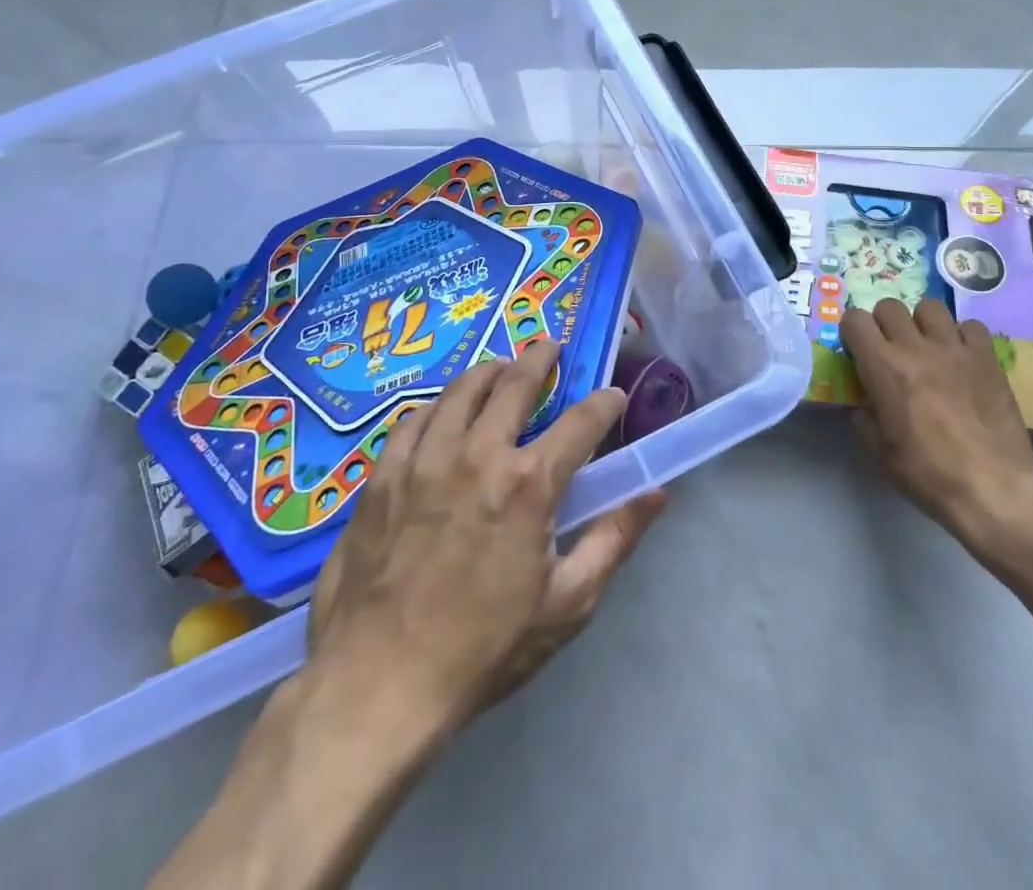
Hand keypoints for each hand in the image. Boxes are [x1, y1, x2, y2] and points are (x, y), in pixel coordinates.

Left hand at [306, 341, 666, 735]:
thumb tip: (655, 493)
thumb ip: (614, 539)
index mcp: (529, 484)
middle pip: (514, 383)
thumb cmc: (482, 649)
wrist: (377, 685)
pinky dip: (435, 405)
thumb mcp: (566, 605)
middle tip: (550, 346)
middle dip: (540, 358)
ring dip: (488, 370)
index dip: (604, 402)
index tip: (613, 395)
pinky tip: (440, 409)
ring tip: (499, 366)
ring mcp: (425, 459)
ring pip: (460, 390)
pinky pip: (412, 419)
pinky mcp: (383, 475)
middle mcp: (479, 454)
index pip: (581, 422)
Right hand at [840, 298, 1032, 570]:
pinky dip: (961, 336)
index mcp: (883, 366)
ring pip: (930, 307)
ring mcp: (955, 348)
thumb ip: (865, 416)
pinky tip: (961, 358)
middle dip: (883, 323)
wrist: (993, 488)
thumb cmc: (927, 473)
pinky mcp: (987, 358)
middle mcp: (916, 347)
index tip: (857, 349)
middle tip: (890, 349)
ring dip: (921, 323)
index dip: (852, 331)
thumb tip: (867, 402)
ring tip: (927, 347)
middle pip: (890, 306)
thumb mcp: (878, 451)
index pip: (855, 319)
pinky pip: (970, 326)